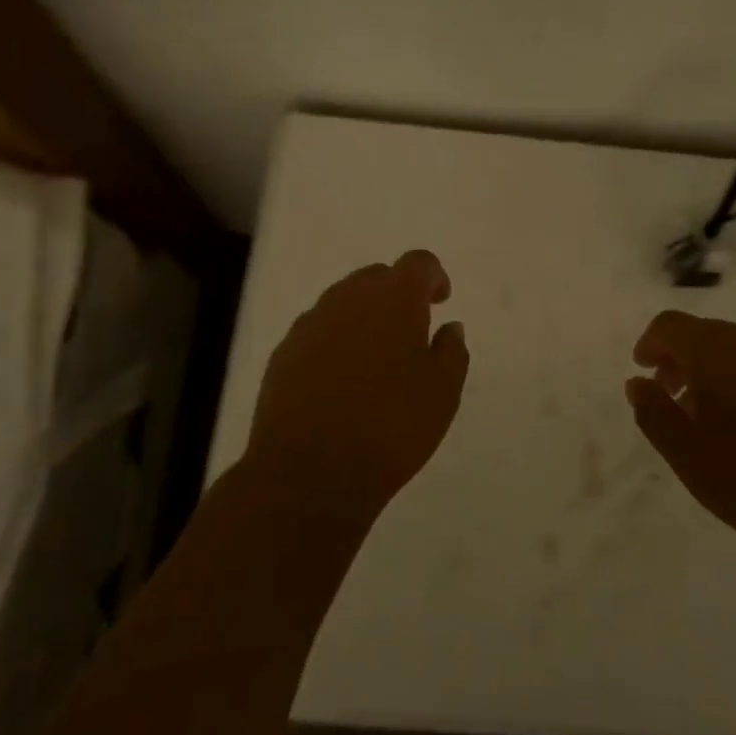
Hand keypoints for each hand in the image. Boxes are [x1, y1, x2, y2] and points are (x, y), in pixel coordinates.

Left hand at [246, 249, 469, 518]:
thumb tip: (450, 328)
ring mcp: (311, 324)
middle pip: (376, 277)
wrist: (308, 472)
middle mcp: (349, 299)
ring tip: (375, 358)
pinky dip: (335, 341)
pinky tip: (341, 380)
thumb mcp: (442, 394)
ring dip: (363, 317)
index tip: (440, 301)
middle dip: (396, 294)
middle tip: (411, 330)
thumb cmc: (391, 428)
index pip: (418, 263)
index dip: (433, 276)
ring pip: (343, 302)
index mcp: (394, 299)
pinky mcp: (284, 352)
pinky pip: (318, 331)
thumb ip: (451, 352)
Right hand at [625, 311, 735, 565]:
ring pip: (734, 348)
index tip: (642, 370)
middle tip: (667, 394)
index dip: (650, 343)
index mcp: (716, 352)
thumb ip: (652, 410)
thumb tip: (637, 382)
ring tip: (703, 412)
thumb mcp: (684, 452)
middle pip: (703, 333)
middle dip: (679, 356)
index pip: (671, 325)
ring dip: (710, 368)